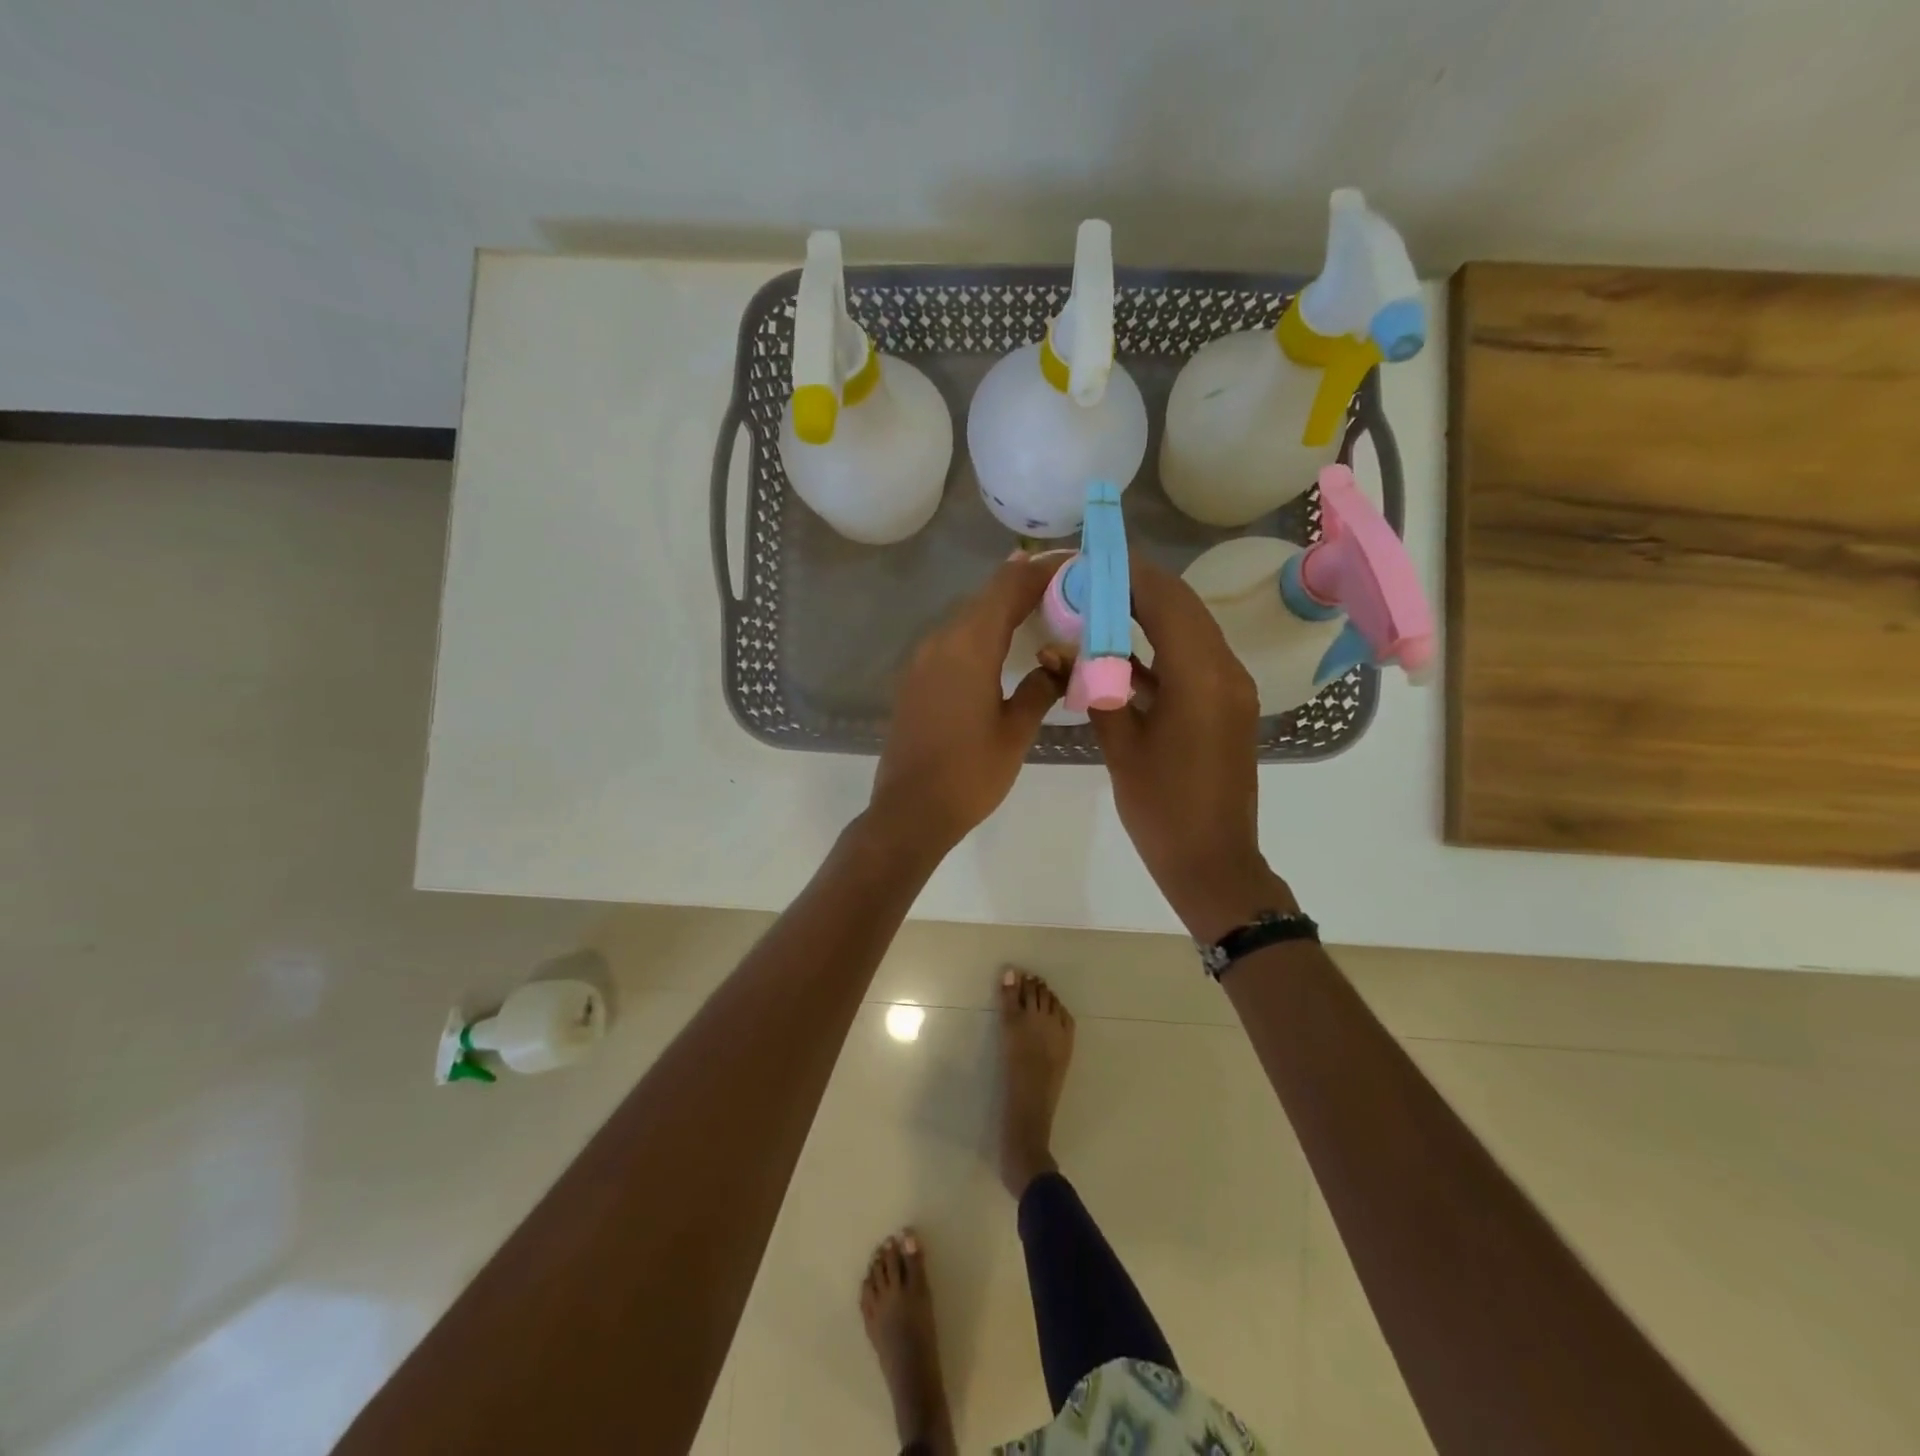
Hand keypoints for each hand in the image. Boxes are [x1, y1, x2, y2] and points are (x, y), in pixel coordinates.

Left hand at [868, 554, 1064, 853]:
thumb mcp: (1016, 732)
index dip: (1041, 569)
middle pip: (985, 597)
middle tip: (1064, 586)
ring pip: (967, 617)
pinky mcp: (914, 678)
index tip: (1072, 562)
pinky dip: (980, 632)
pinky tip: (1001, 644)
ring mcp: (922, 659)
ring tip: (1040, 609)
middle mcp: (941, 641)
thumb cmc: (970, 774)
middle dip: (1024, 585)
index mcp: (970, 646)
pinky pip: (952, 640)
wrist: (911, 810)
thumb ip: (1040, 688)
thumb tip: (1055, 664)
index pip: (1008, 587)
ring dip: (1001, 608)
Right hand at [1089, 558, 1295, 940]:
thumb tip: (1055, 651)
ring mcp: (1230, 688)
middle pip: (1183, 607)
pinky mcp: (1226, 706)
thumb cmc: (1161, 808)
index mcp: (1201, 677)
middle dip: (1137, 588)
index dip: (1129, 575)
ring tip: (1100, 605)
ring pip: (1190, 631)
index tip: (1091, 560)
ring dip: (1149, 615)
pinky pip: (1193, 660)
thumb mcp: (1121, 746)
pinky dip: (1159, 648)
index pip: (1166, 601)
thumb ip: (1092, 689)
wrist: (1212, 861)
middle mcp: (1225, 671)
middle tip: (1090, 579)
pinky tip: (1120, 653)